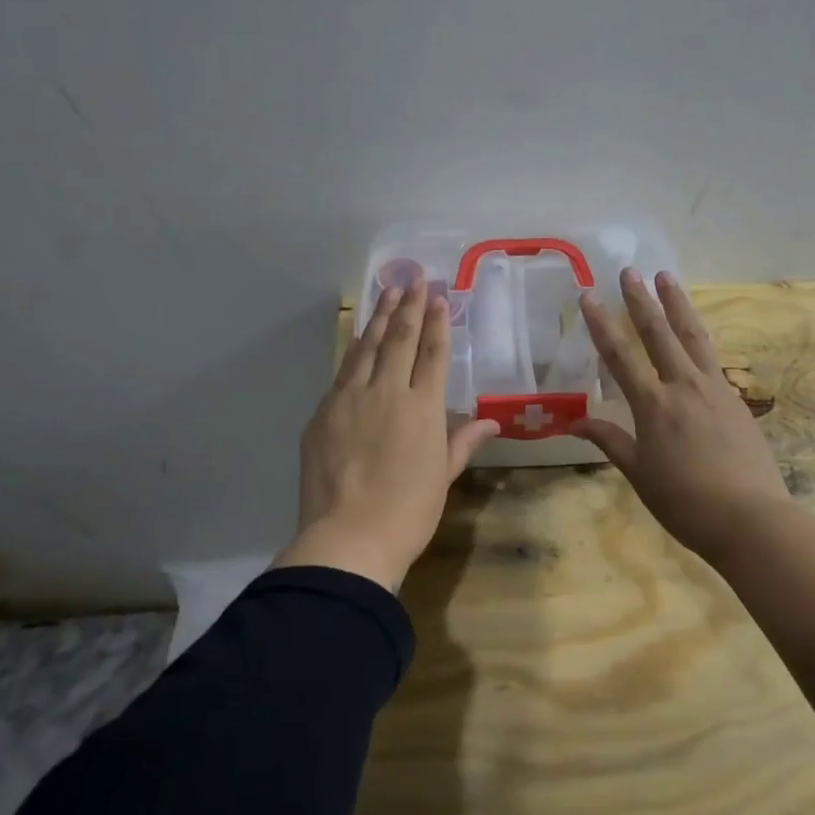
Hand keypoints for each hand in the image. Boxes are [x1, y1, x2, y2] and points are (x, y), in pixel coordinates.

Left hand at [275, 285, 499, 592]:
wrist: (348, 538)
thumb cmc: (408, 513)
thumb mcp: (443, 477)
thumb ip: (463, 442)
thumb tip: (492, 421)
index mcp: (423, 408)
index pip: (433, 354)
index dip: (437, 323)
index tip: (438, 296)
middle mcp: (388, 392)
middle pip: (399, 339)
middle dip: (408, 305)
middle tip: (413, 277)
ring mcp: (350, 398)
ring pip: (366, 347)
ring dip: (378, 317)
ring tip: (386, 291)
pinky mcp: (323, 412)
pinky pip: (342, 371)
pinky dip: (354, 350)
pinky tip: (358, 339)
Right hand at [574, 269, 792, 562]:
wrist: (751, 519)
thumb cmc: (685, 502)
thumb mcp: (639, 474)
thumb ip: (610, 441)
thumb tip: (575, 422)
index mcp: (654, 406)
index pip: (620, 356)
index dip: (601, 324)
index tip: (589, 295)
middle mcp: (684, 386)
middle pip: (659, 333)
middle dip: (641, 301)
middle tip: (630, 271)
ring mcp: (715, 389)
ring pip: (693, 336)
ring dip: (678, 305)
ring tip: (667, 278)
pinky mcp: (736, 399)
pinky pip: (713, 358)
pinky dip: (700, 337)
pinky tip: (696, 333)